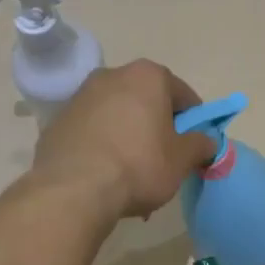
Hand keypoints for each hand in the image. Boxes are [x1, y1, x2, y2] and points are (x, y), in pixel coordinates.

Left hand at [31, 61, 214, 221]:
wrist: (74, 189)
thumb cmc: (139, 165)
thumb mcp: (182, 160)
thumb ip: (201, 145)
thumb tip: (207, 141)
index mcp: (147, 76)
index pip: (183, 95)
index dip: (193, 121)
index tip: (193, 145)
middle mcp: (112, 75)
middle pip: (146, 101)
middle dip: (157, 126)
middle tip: (163, 159)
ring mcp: (80, 96)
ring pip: (117, 115)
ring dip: (128, 135)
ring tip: (131, 173)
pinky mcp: (58, 121)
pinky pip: (92, 130)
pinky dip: (102, 145)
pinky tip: (105, 174)